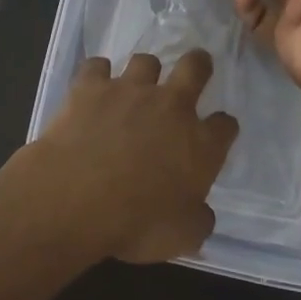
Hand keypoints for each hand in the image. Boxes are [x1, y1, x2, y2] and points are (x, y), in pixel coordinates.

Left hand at [24, 51, 239, 263]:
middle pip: (195, 68)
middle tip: (196, 67)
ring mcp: (129, 91)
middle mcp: (171, 107)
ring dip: (145, 72)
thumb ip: (198, 220)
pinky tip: (93, 87)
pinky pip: (97, 66)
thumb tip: (201, 213)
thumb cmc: (136, 224)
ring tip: (136, 85)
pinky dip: (97, 74)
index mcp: (200, 144)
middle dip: (199, 65)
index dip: (222, 128)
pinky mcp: (90, 87)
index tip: (217, 134)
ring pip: (146, 62)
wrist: (75, 198)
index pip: (225, 125)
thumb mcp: (181, 237)